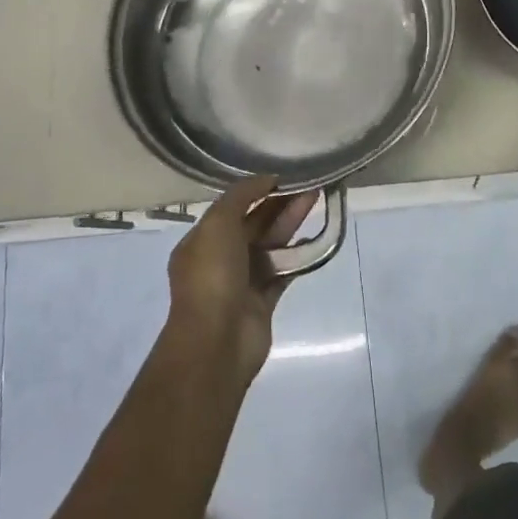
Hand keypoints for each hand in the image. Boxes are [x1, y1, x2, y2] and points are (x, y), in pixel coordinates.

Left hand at [166, 176, 318, 385]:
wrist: (217, 341)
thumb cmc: (212, 276)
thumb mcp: (218, 223)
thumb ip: (241, 196)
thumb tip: (267, 180)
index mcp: (202, 241)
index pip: (231, 208)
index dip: (256, 191)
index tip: (283, 177)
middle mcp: (220, 259)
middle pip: (254, 224)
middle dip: (279, 204)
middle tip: (308, 185)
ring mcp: (242, 282)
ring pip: (271, 245)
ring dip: (291, 223)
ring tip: (316, 200)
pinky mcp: (263, 301)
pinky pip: (283, 271)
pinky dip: (298, 255)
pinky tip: (315, 238)